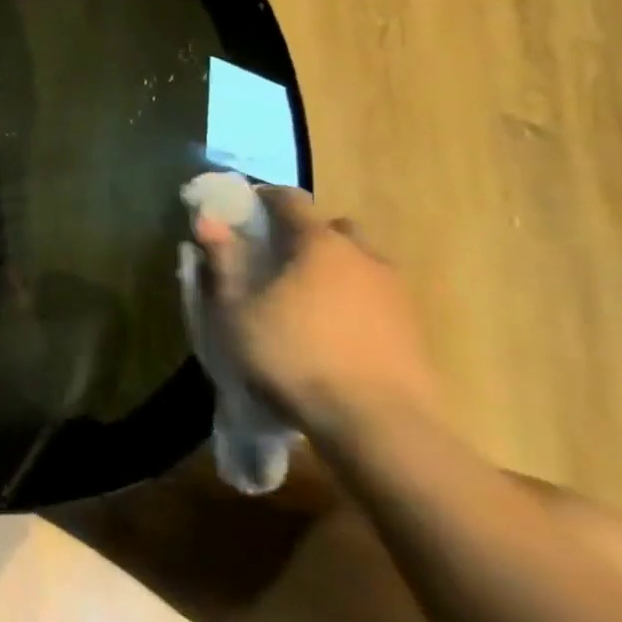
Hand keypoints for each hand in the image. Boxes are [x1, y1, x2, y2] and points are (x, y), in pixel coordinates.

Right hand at [196, 190, 442, 449]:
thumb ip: (224, 260)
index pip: (292, 201)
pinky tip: (331, 327)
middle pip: (334, 229)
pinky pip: (376, 296)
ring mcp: (396, 294)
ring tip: (303, 296)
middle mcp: (364, 257)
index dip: (265, 198)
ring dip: (333, 268)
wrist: (376, 423)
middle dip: (306, 234)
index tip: (244, 207)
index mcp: (320, 245)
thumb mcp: (237, 309)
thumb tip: (207, 219)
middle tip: (276, 256)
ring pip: (360, 263)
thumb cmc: (292, 355)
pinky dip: (352, 298)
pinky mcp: (413, 329)